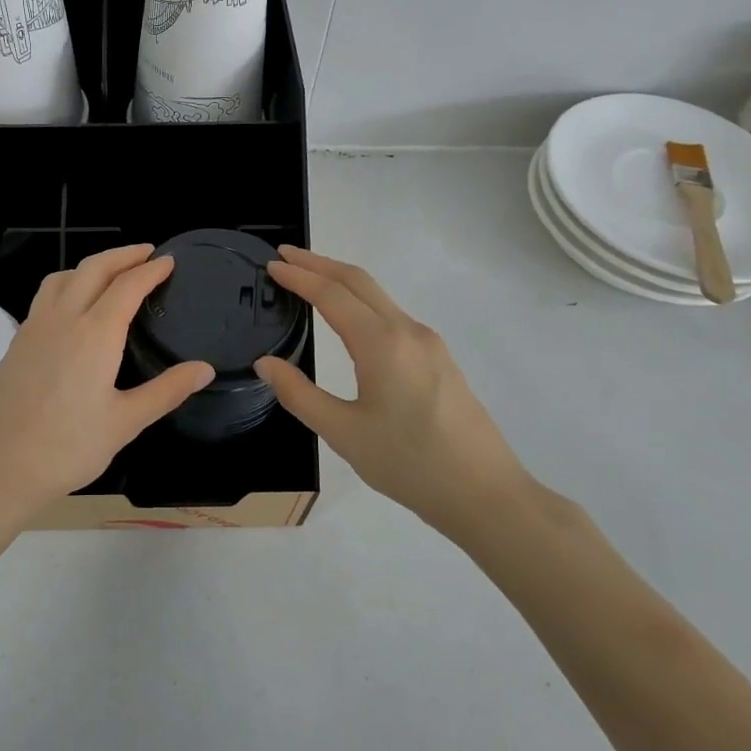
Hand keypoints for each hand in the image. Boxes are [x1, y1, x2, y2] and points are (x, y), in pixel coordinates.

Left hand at [0, 244, 214, 523]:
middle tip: (146, 253)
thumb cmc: (68, 448)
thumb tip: (204, 369)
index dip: (150, 270)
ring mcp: (34, 328)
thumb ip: (166, 390)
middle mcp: (63, 319)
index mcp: (95, 334)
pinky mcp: (17, 342)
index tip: (168, 261)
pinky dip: (68, 284)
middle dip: (122, 255)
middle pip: (93, 268)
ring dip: (91, 265)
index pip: (127, 286)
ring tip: (110, 273)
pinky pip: (45, 296)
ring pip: (63, 277)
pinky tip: (74, 307)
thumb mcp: (126, 422)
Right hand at [252, 246, 532, 530]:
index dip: (299, 276)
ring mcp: (428, 343)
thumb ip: (299, 394)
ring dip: (341, 280)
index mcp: (381, 344)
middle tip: (284, 256)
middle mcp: (407, 331)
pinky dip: (361, 301)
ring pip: (378, 296)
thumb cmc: (409, 464)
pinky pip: (391, 314)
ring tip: (308, 280)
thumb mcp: (343, 434)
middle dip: (319, 263)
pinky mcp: (439, 358)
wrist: (484, 493)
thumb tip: (266, 363)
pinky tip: (348, 318)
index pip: (331, 294)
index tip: (271, 265)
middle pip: (358, 281)